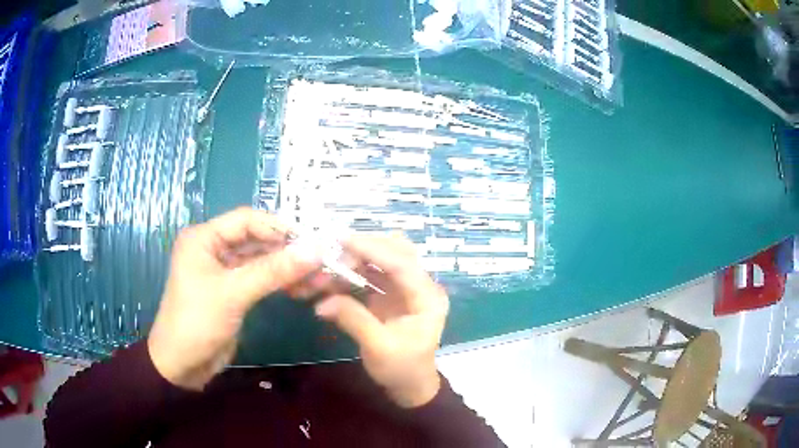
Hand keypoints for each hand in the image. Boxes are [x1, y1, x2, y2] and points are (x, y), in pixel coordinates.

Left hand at [147, 208, 320, 389]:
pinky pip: (259, 279)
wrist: (181, 366)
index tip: (312, 241)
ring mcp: (223, 270)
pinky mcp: (232, 291)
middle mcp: (213, 248)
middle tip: (320, 261)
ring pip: (260, 260)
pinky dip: (278, 282)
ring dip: (286, 268)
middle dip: (286, 250)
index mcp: (204, 238)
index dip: (278, 227)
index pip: (246, 220)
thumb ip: (274, 270)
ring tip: (317, 278)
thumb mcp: (234, 293)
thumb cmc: (197, 322)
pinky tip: (300, 288)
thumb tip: (316, 249)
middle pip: (255, 239)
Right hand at [313, 234, 449, 407]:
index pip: (402, 263)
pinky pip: (370, 275)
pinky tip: (331, 279)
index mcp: (427, 298)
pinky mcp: (390, 295)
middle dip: (364, 249)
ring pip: (381, 260)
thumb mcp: (379, 348)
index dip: (373, 249)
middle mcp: (419, 286)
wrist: (410, 386)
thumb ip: (353, 320)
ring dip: (355, 259)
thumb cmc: (402, 369)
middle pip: (395, 251)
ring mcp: (405, 289)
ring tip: (327, 267)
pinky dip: (351, 273)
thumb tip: (322, 303)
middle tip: (332, 255)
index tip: (342, 241)